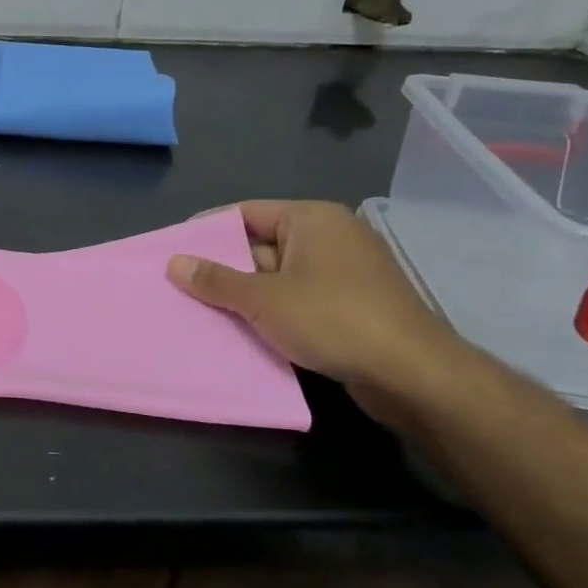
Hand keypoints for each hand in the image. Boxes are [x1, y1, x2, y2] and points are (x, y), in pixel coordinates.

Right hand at [166, 200, 468, 408]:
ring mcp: (344, 272)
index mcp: (311, 219)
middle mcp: (330, 236)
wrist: (413, 374)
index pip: (246, 213)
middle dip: (223, 266)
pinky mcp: (353, 304)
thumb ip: (215, 280)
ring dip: (244, 293)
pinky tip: (242, 329)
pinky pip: (298, 298)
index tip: (173, 249)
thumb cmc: (333, 319)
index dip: (207, 230)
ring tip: (200, 309)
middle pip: (261, 244)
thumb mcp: (263, 299)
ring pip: (278, 275)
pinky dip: (271, 310)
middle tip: (180, 284)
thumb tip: (174, 263)